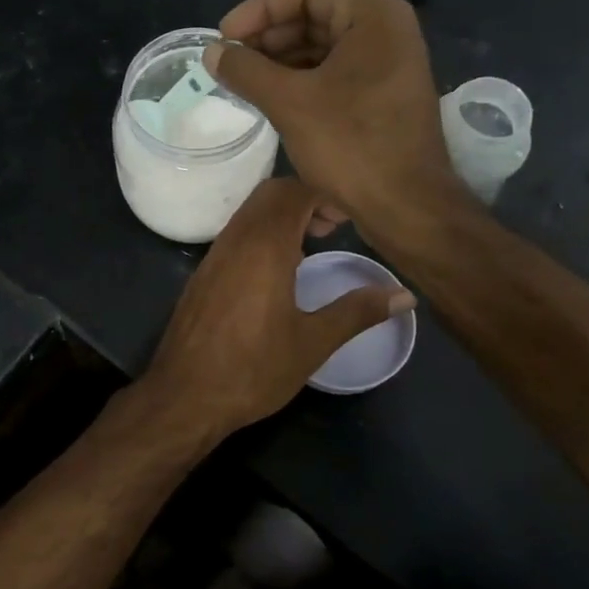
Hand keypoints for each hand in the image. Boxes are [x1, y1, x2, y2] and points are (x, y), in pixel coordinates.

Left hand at [139, 177, 414, 440]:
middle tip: (332, 229)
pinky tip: (276, 273)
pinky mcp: (202, 275)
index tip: (348, 219)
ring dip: (281, 217)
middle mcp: (235, 240)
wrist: (184, 396)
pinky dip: (260, 235)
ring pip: (249, 214)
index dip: (325, 195)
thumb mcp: (313, 342)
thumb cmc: (253, 369)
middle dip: (304, 199)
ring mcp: (214, 256)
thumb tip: (404, 297)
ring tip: (309, 247)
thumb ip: (357, 312)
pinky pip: (235, 236)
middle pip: (270, 195)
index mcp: (264, 247)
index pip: (294, 192)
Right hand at [204, 0, 456, 231]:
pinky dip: (300, 80)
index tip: (224, 36)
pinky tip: (270, 98)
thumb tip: (211, 52)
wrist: (407, 207)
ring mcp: (388, 65)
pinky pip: (334, 73)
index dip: (258, 9)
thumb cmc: (351, 145)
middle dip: (268, 36)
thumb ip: (246, 70)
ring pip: (323, 47)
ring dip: (280, 60)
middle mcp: (386, 31)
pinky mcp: (382, 96)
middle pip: (315, 15)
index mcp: (373, 16)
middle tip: (230, 61)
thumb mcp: (290, 102)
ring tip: (242, 81)